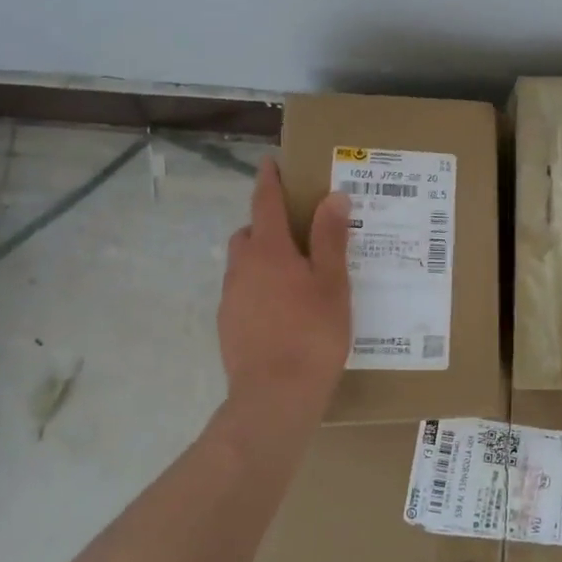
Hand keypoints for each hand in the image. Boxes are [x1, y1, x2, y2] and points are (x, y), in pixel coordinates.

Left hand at [216, 159, 352, 431]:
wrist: (274, 398)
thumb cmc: (312, 334)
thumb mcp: (332, 283)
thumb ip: (330, 238)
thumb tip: (332, 196)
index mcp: (269, 251)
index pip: (265, 203)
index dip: (269, 181)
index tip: (270, 163)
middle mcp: (242, 268)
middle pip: (250, 233)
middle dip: (267, 224)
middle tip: (298, 232)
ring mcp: (231, 299)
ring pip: (244, 265)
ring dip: (263, 258)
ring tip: (295, 276)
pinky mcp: (228, 327)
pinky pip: (243, 292)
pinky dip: (259, 288)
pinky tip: (283, 310)